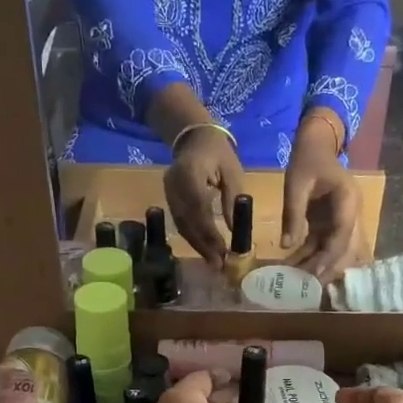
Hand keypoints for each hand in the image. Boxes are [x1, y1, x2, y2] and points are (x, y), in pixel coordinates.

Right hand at [163, 126, 244, 268]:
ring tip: (212, 262)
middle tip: (218, 265)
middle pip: (187, 221)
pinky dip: (192, 237)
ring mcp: (168, 192)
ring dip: (197, 245)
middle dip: (203, 245)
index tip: (223, 251)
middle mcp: (174, 185)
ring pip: (181, 225)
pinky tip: (203, 249)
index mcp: (191, 173)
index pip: (199, 209)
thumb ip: (233, 200)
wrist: (193, 137)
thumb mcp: (233, 172)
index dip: (209, 233)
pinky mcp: (168, 198)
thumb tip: (235, 230)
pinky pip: (179, 222)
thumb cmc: (218, 152)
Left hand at [282, 112, 360, 281]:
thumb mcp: (296, 182)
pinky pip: (323, 246)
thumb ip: (293, 212)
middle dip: (328, 269)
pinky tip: (293, 269)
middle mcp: (350, 214)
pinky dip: (310, 258)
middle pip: (345, 248)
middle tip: (309, 288)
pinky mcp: (330, 225)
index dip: (332, 254)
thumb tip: (286, 245)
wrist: (316, 145)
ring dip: (319, 267)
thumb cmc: (308, 160)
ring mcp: (341, 221)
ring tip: (298, 283)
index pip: (343, 233)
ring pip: (335, 251)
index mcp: (348, 200)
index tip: (318, 272)